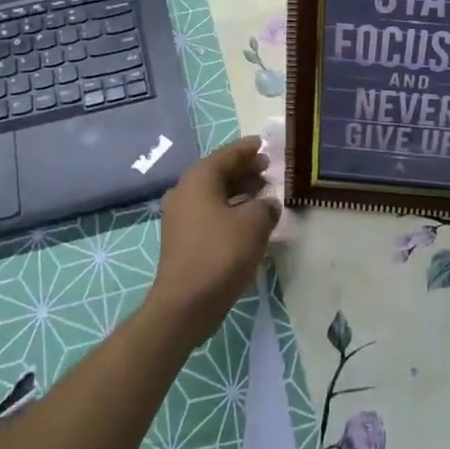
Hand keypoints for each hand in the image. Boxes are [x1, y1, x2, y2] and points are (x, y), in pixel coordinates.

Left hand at [150, 138, 281, 343]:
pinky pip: (210, 213)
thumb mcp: (254, 224)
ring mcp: (180, 216)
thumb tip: (268, 204)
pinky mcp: (182, 238)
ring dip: (239, 192)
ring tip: (264, 194)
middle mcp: (185, 191)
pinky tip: (248, 221)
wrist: (186, 303)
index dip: (248, 149)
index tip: (265, 145)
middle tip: (269, 170)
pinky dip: (229, 210)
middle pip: (219, 172)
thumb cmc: (220, 254)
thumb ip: (266, 206)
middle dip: (245, 170)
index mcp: (198, 179)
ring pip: (214, 194)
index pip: (227, 154)